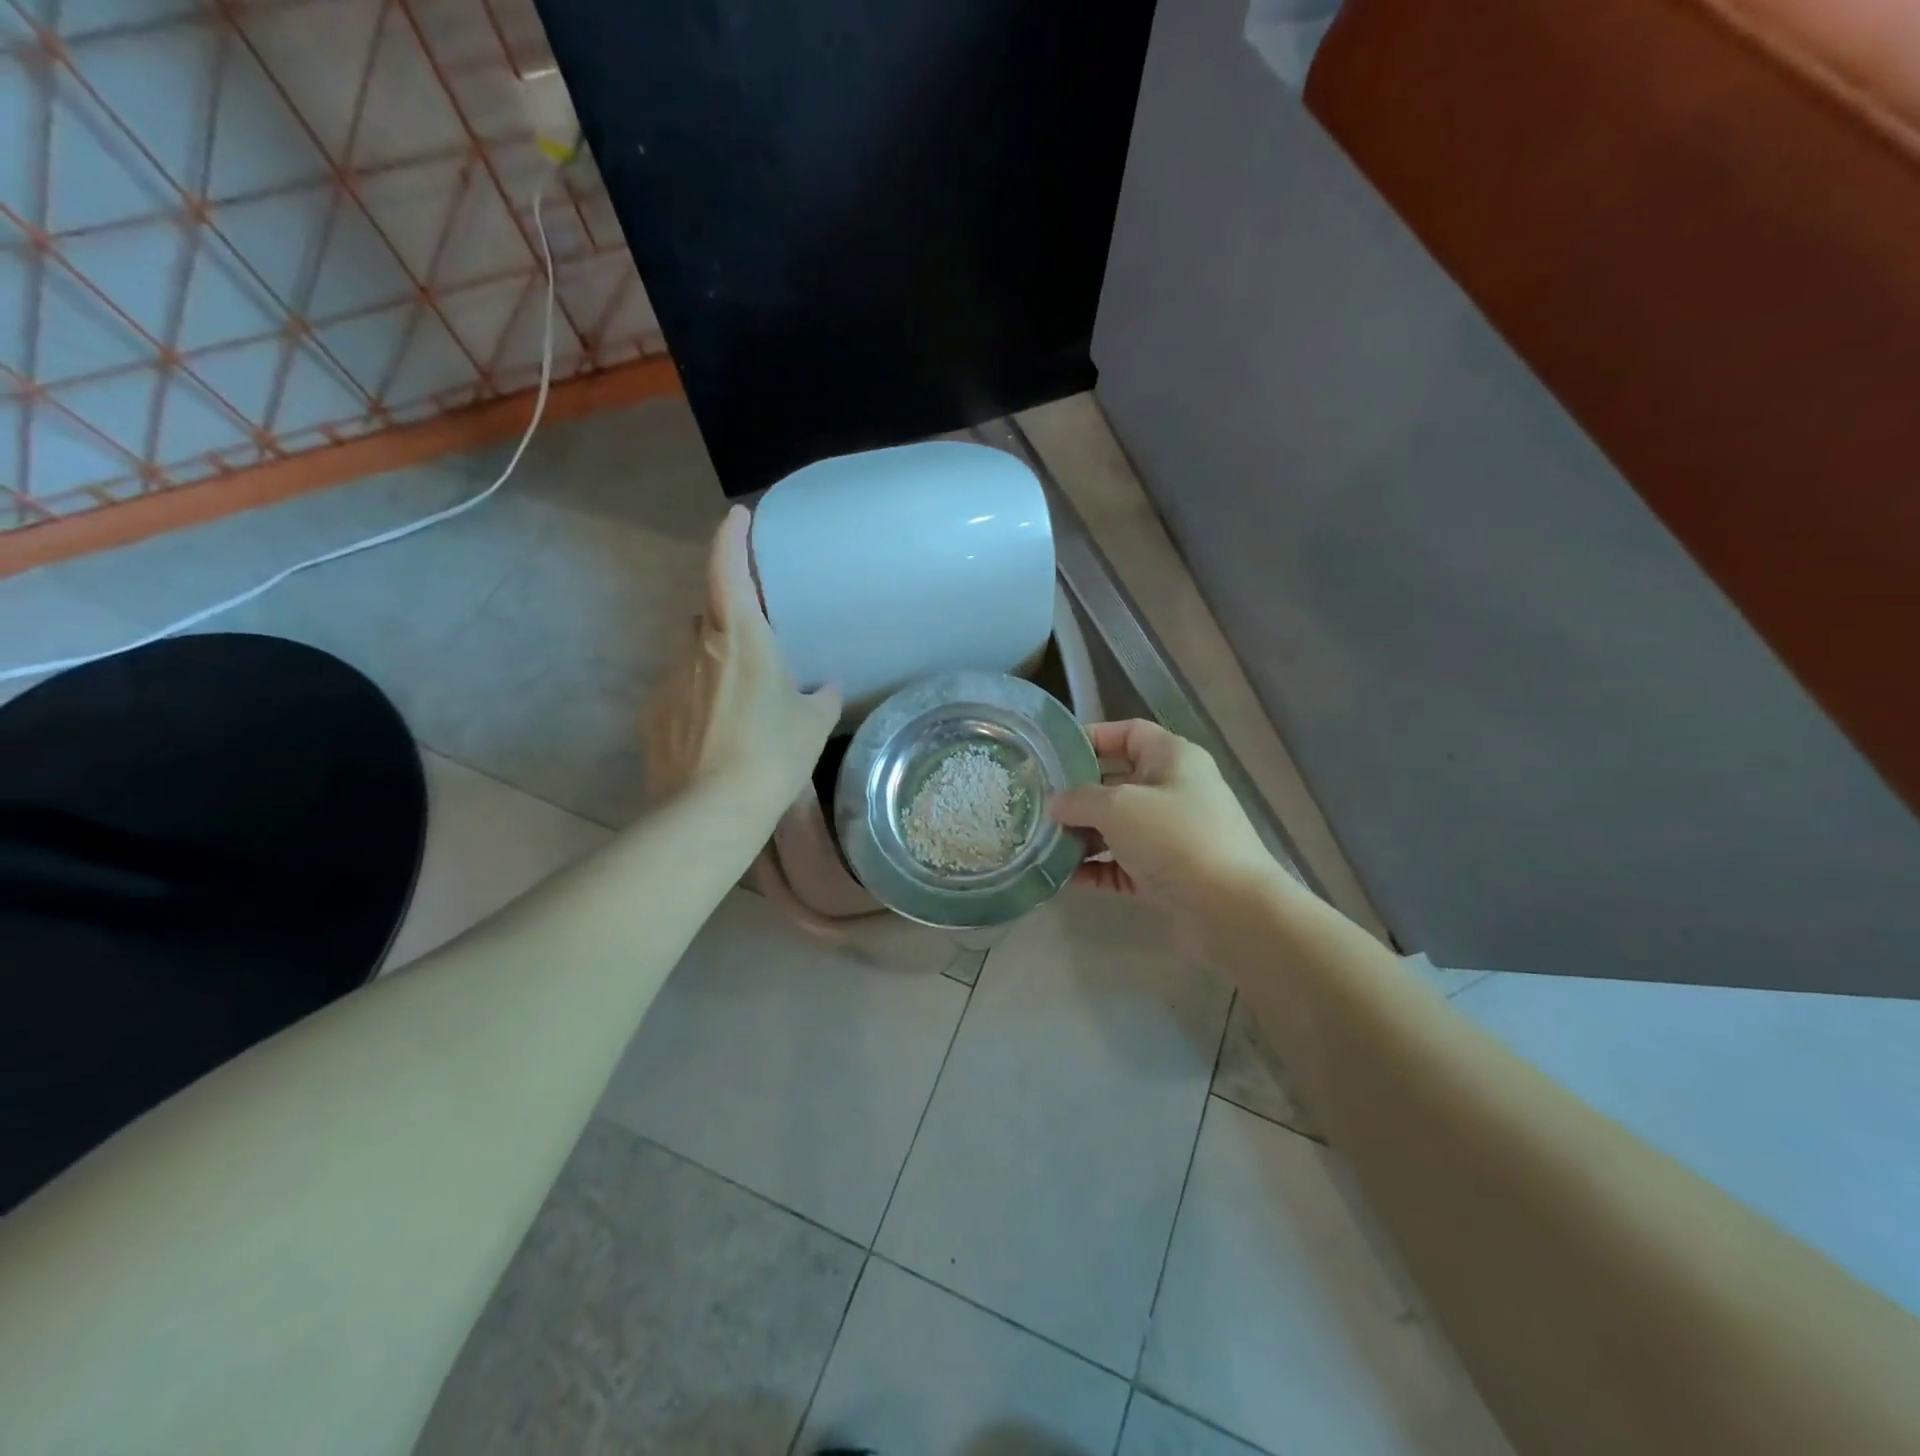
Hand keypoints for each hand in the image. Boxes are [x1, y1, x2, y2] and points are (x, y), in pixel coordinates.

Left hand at [643, 506, 840, 816]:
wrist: (711, 811)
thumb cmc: (772, 754)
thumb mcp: (811, 725)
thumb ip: (822, 698)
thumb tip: (829, 688)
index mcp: (741, 638)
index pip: (728, 571)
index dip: (731, 538)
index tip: (737, 517)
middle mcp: (699, 650)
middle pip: (709, 616)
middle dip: (728, 620)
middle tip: (756, 645)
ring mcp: (670, 683)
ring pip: (694, 658)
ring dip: (715, 668)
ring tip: (740, 706)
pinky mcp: (653, 717)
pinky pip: (679, 695)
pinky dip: (697, 703)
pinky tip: (715, 737)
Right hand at [1050, 720, 1278, 917]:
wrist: (1229, 909)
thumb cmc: (1174, 837)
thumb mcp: (1118, 807)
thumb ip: (1079, 799)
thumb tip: (1055, 804)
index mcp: (1172, 758)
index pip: (1129, 733)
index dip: (1092, 737)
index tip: (1053, 753)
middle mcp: (1174, 791)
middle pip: (1117, 782)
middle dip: (1078, 793)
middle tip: (1038, 801)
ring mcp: (1171, 835)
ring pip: (1117, 826)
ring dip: (1082, 834)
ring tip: (1042, 841)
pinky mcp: (1165, 873)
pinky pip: (1121, 864)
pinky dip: (1096, 868)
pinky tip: (1064, 875)